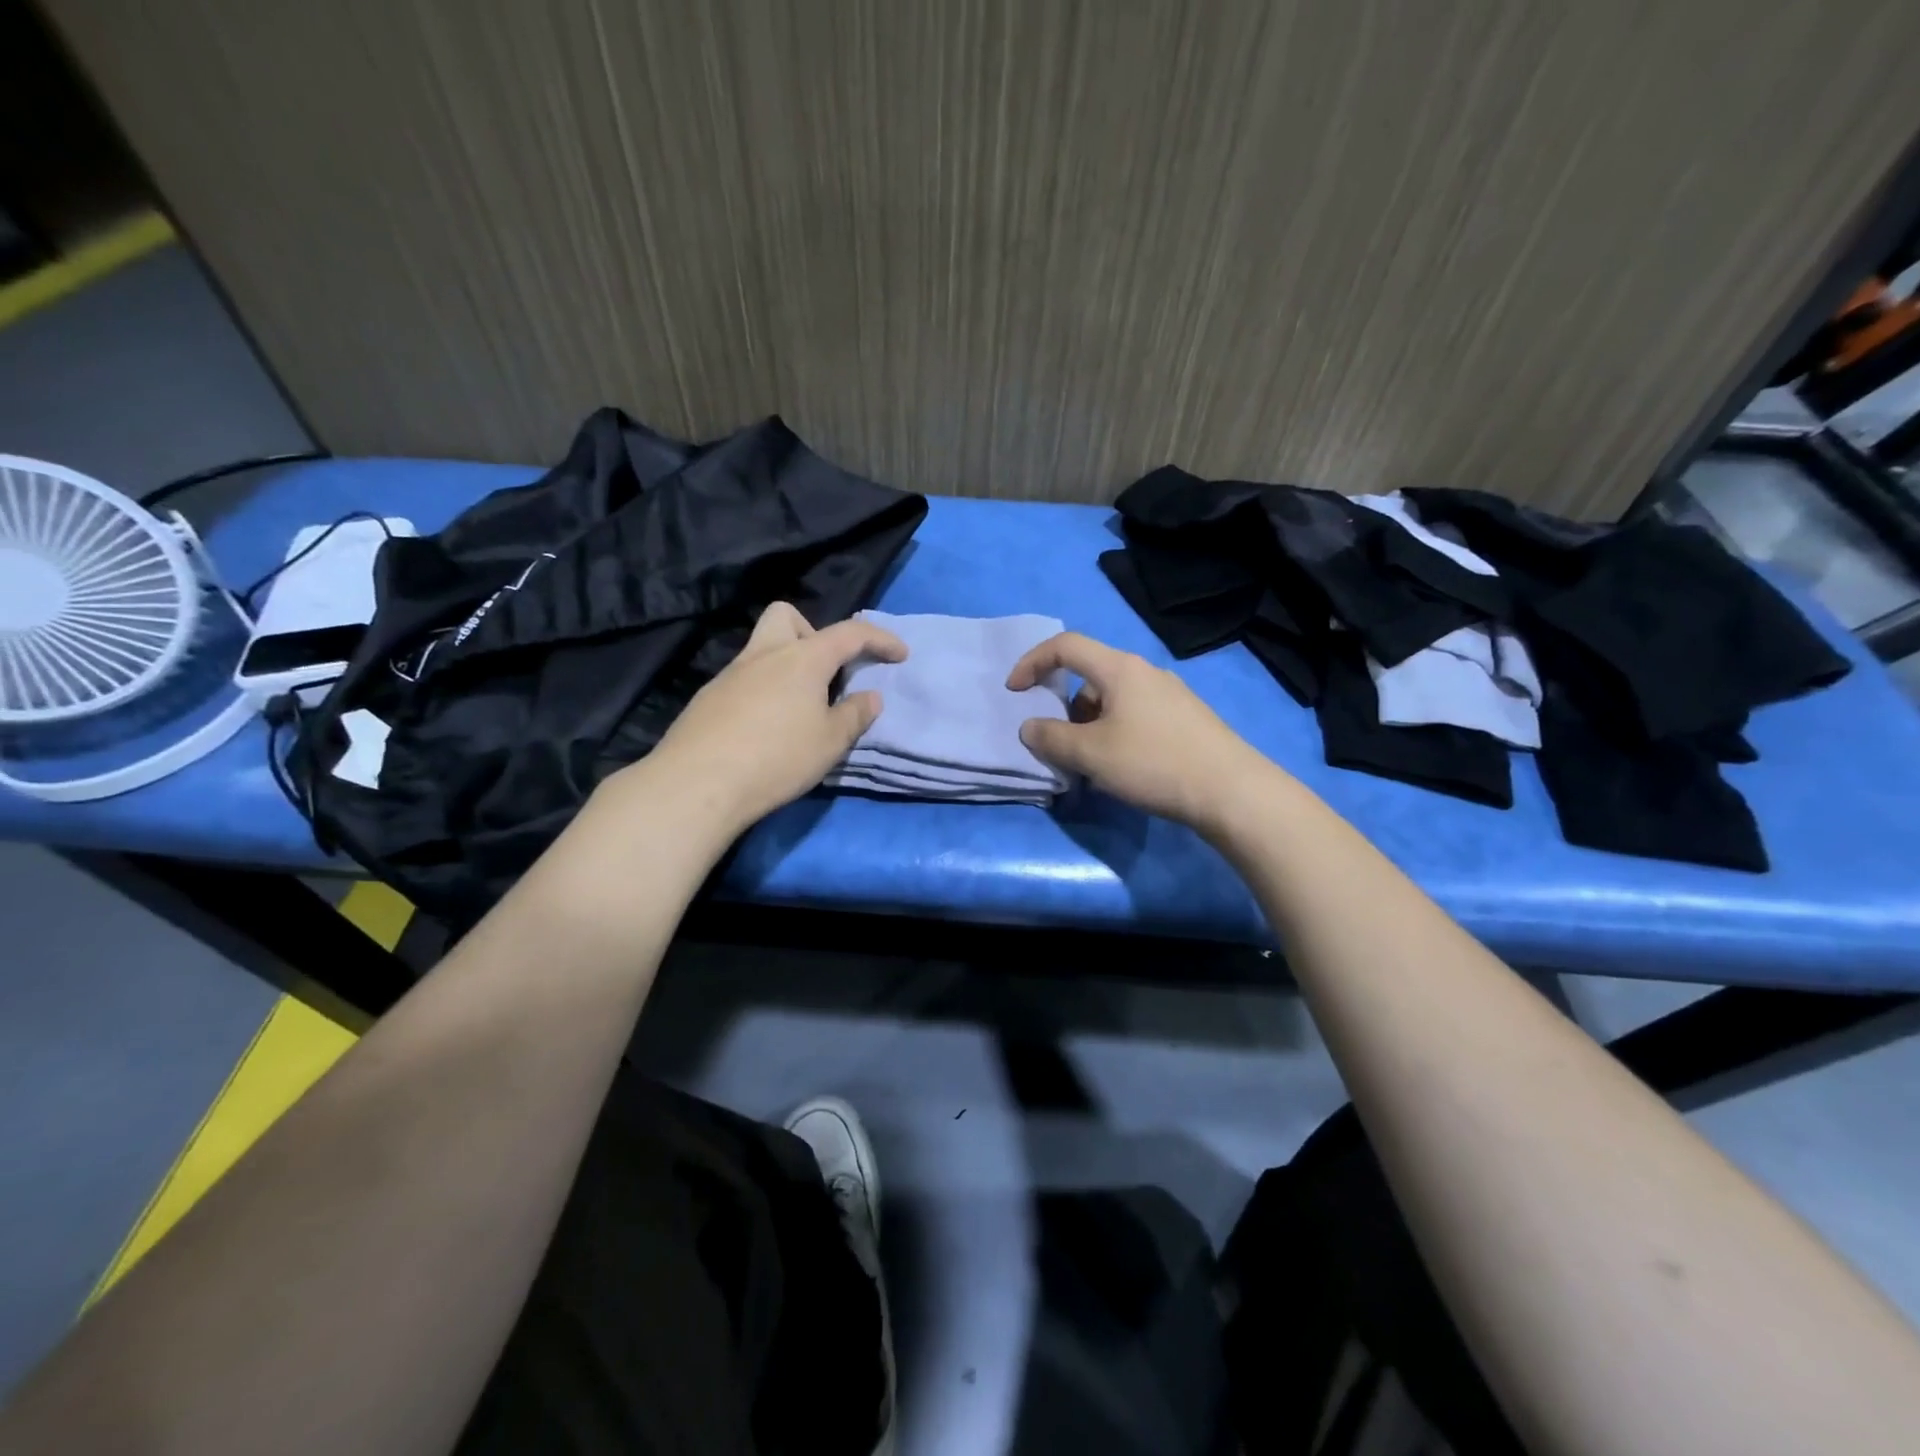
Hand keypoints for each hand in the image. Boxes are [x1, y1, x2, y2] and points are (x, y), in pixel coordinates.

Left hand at [625, 602, 906, 836]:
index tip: (900, 654)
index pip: (850, 633)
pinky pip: (744, 678)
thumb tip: (870, 697)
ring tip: (799, 708)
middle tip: (826, 672)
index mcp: (802, 658)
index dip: (880, 639)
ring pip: (762, 647)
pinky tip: (766, 728)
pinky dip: (764, 690)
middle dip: (813, 633)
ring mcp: (731, 674)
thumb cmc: (777, 758)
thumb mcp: (830, 742)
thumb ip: (854, 715)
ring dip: (787, 664)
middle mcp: (764, 654)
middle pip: (787, 616)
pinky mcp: (709, 698)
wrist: (697, 783)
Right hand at [1007, 631, 1280, 833]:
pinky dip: (1115, 732)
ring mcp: (1170, 694)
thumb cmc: (1153, 763)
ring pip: (1113, 699)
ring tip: (1092, 764)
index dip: (1031, 663)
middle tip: (1060, 743)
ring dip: (1090, 724)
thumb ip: (1051, 738)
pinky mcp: (1186, 718)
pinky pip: (1135, 714)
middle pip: (1089, 675)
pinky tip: (1125, 767)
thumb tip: (1030, 728)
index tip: (1014, 692)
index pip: (1065, 646)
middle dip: (1064, 706)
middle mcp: (1146, 672)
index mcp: (1119, 668)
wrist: (1231, 791)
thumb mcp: (1090, 754)